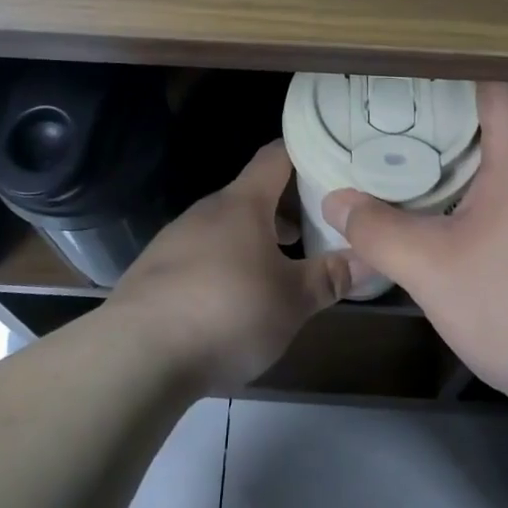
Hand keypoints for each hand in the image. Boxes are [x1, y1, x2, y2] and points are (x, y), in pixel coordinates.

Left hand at [108, 142, 352, 393]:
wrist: (137, 355)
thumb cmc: (227, 312)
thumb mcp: (292, 301)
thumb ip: (331, 277)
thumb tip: (370, 259)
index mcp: (242, 204)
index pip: (275, 156)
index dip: (303, 152)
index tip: (331, 159)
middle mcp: (206, 211)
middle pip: (252, 194)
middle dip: (286, 207)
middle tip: (319, 226)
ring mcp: (175, 239)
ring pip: (226, 226)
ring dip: (256, 238)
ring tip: (283, 266)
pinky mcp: (155, 271)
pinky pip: (201, 253)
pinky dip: (226, 262)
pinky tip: (235, 298)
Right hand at [323, 82, 507, 408]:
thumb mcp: (430, 268)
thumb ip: (377, 230)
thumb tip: (335, 201)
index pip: (500, 84)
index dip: (460, 68)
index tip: (416, 69)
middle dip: (463, 101)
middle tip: (410, 105)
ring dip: (479, 140)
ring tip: (425, 144)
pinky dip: (491, 175)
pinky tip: (456, 200)